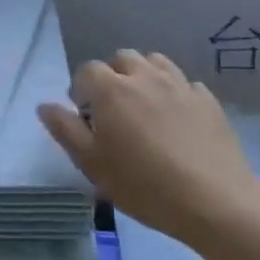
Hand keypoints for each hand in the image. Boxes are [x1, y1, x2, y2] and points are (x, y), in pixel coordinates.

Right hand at [38, 50, 259, 244]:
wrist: (213, 201)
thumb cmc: (143, 185)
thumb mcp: (92, 164)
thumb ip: (65, 130)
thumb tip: (46, 106)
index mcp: (112, 90)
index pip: (87, 70)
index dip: (81, 90)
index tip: (85, 117)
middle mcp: (145, 77)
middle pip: (122, 59)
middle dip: (112, 76)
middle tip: (113, 110)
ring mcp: (180, 85)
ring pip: (155, 62)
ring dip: (143, 76)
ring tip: (143, 107)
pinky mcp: (207, 100)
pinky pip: (184, 83)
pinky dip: (174, 92)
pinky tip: (176, 119)